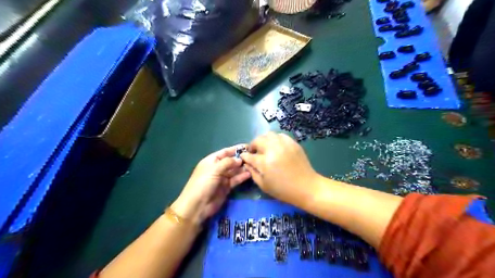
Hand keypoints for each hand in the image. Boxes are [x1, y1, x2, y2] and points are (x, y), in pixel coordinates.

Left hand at [172, 146, 251, 225]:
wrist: (197, 205)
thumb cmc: (203, 184)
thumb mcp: (214, 170)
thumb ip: (227, 163)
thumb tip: (239, 160)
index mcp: (211, 161)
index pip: (225, 152)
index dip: (235, 149)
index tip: (248, 147)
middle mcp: (217, 168)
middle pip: (231, 161)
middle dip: (241, 159)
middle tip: (253, 157)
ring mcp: (222, 178)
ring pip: (234, 171)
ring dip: (242, 168)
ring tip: (254, 165)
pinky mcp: (226, 187)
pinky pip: (235, 180)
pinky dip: (242, 177)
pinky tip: (250, 174)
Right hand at [242, 132, 320, 207]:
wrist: (306, 187)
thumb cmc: (283, 190)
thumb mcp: (264, 185)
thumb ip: (252, 173)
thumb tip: (247, 163)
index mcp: (265, 162)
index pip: (250, 155)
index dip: (245, 156)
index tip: (244, 157)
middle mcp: (273, 149)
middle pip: (258, 140)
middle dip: (253, 145)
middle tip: (254, 152)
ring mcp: (284, 144)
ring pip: (269, 135)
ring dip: (263, 140)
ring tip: (264, 148)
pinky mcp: (293, 143)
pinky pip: (280, 136)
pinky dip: (275, 139)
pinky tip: (276, 147)